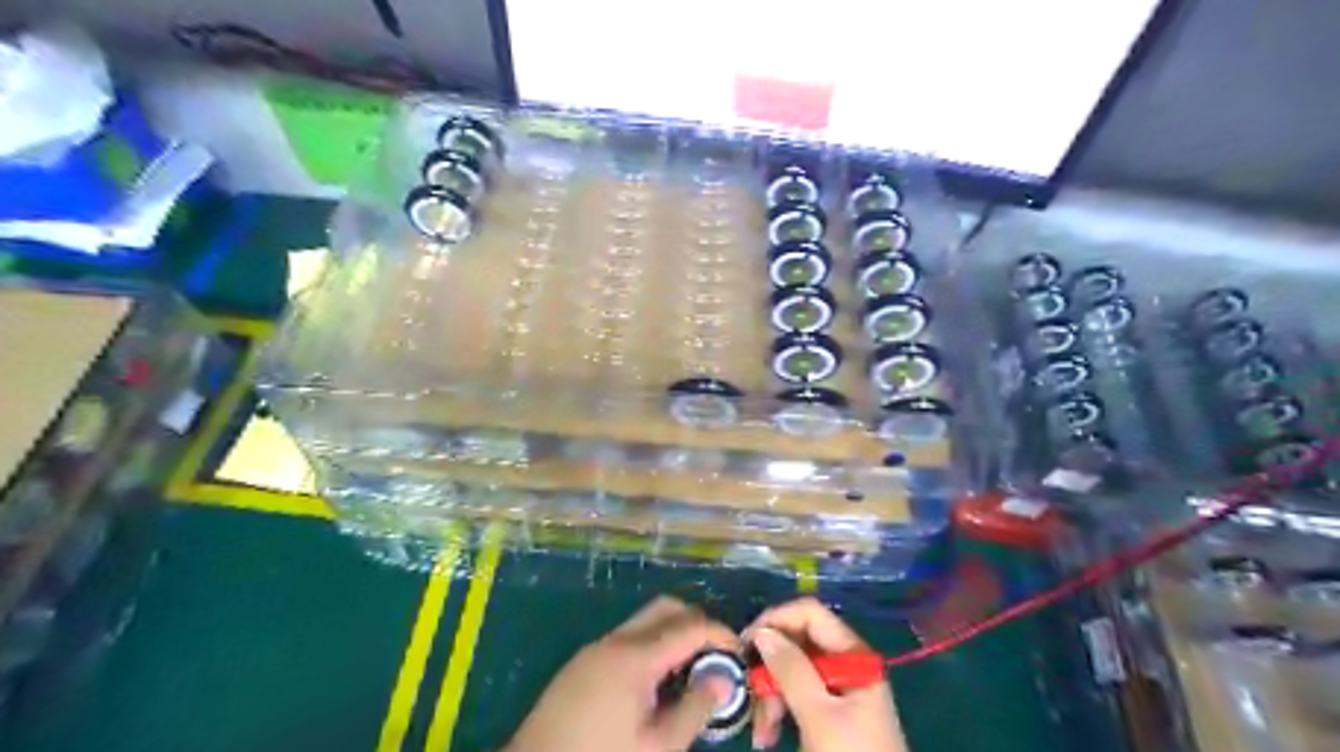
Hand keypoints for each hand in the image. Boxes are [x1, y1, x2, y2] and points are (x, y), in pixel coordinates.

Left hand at [508, 592, 742, 751]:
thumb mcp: (657, 748)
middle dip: (697, 624)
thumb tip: (723, 680)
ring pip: (645, 621)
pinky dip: (651, 647)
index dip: (721, 635)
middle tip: (716, 658)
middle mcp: (615, 640)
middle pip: (667, 608)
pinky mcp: (582, 663)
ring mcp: (595, 648)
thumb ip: (694, 710)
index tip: (740, 655)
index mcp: (636, 656)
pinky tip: (656, 684)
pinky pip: (626, 639)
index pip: (691, 625)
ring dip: (673, 635)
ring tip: (690, 674)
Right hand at [748, 598, 903, 751]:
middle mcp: (845, 663)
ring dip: (769, 697)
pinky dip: (778, 712)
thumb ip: (791, 670)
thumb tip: (761, 631)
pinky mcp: (827, 712)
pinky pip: (794, 696)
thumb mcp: (819, 716)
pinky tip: (768, 737)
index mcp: (853, 654)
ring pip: (790, 672)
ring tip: (762, 733)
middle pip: (796, 643)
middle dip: (769, 669)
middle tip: (750, 696)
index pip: (810, 613)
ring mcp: (836, 688)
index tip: (745, 642)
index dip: (776, 619)